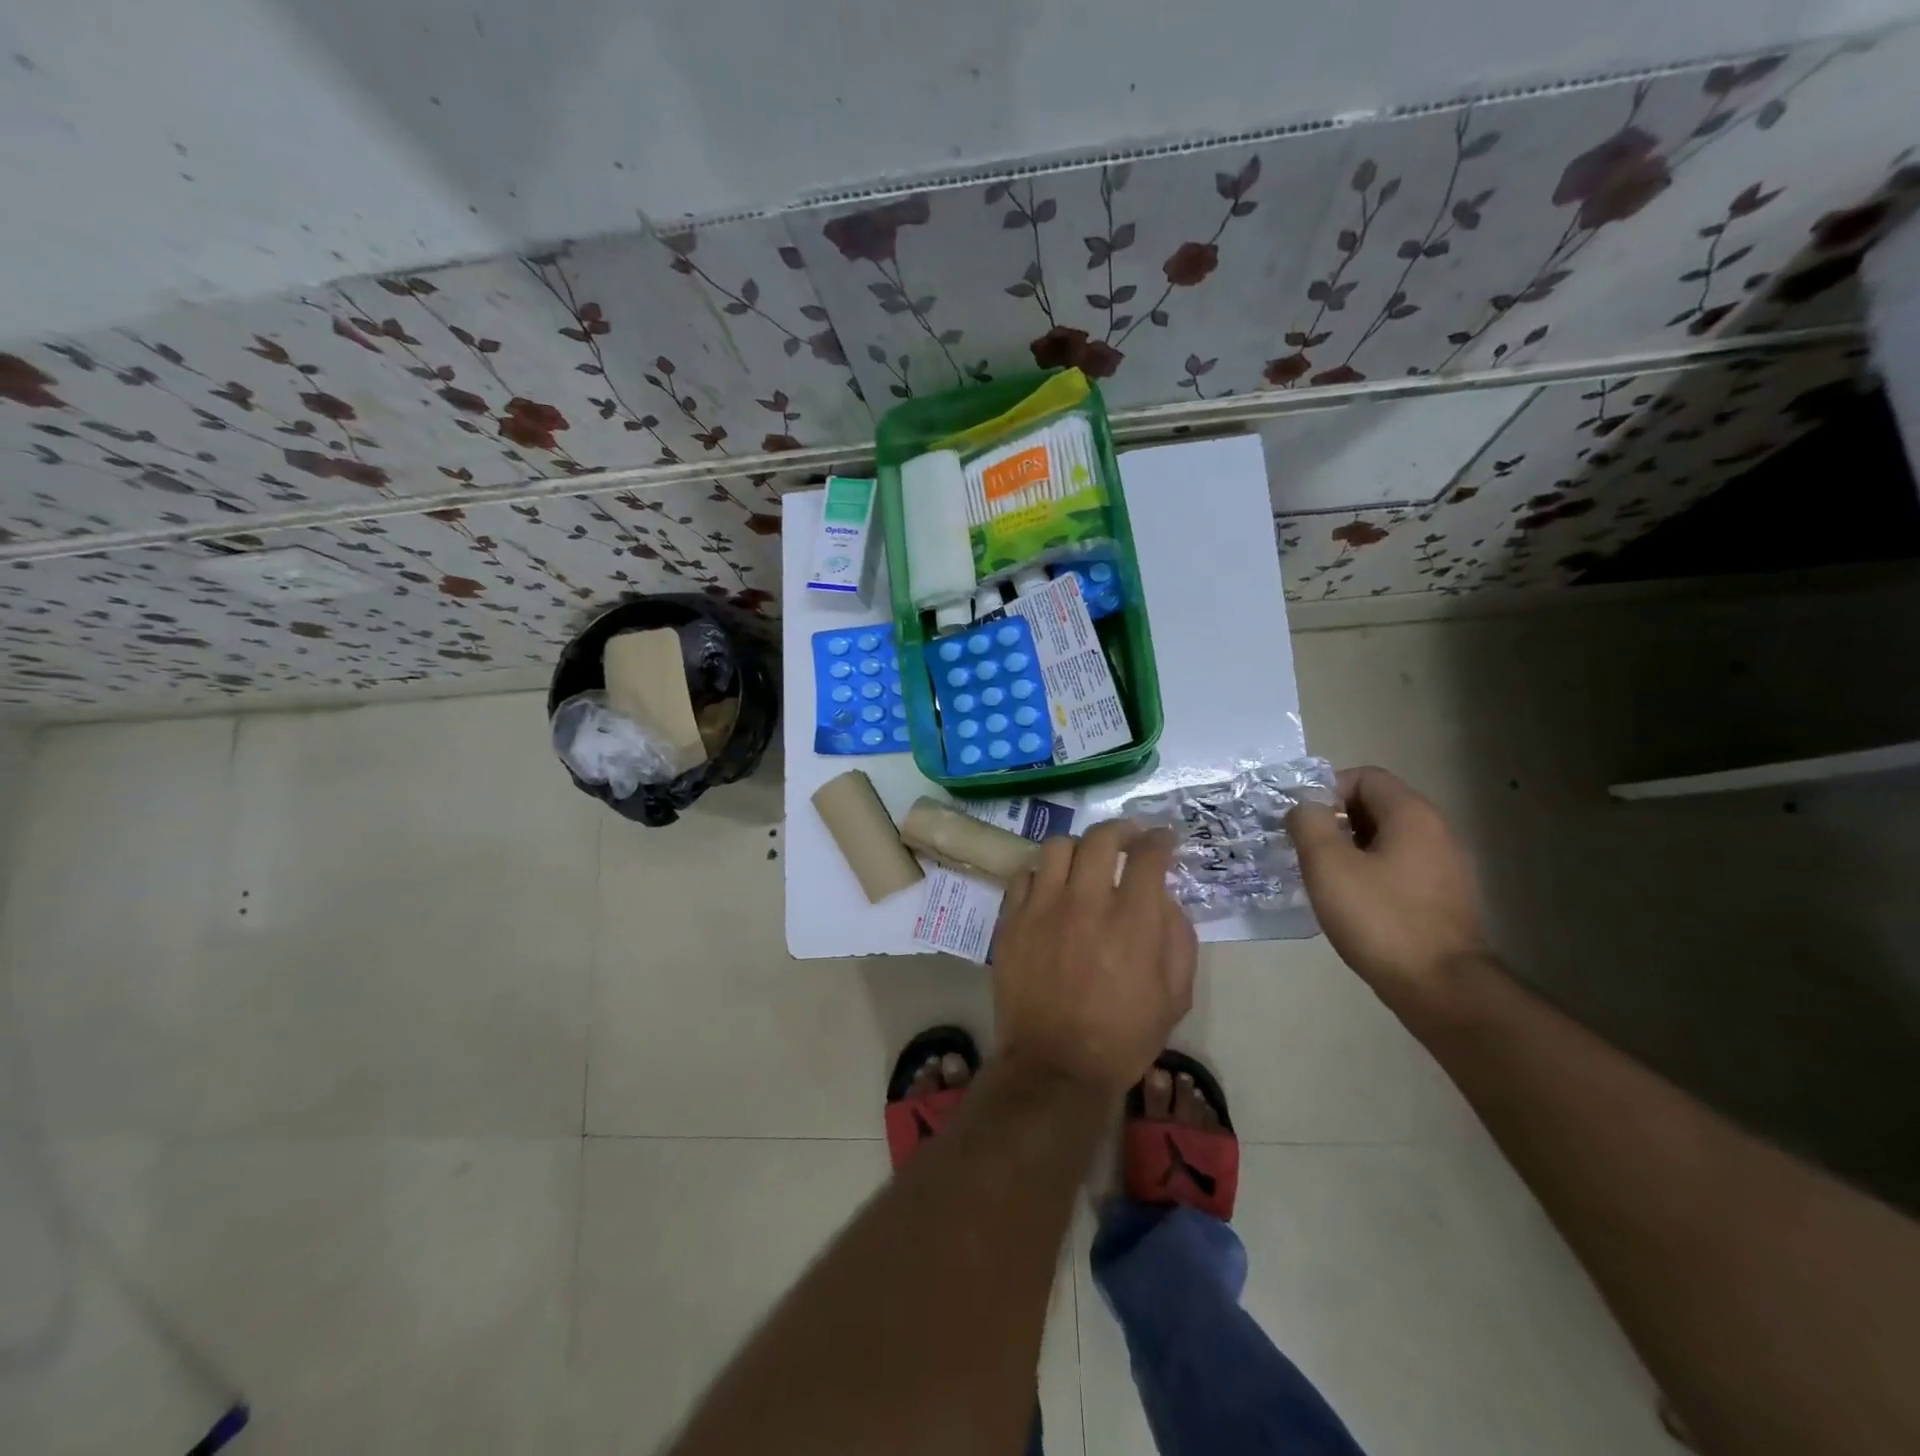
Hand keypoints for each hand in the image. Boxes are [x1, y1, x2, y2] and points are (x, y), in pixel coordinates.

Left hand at [992, 821, 1198, 1096]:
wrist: (1056, 1066)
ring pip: (1057, 847)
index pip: (1147, 856)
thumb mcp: (1175, 996)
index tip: (1163, 839)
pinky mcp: (1011, 921)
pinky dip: (1043, 874)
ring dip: (1079, 847)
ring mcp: (1042, 909)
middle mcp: (1085, 904)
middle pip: (1100, 838)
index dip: (1159, 839)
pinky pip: (1024, 875)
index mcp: (1131, 922)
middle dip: (1121, 829)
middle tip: (1128, 837)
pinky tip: (1051, 888)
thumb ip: (1178, 938)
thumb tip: (1164, 898)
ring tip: (1086, 860)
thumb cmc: (1123, 1037)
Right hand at [1287, 766, 1489, 1013]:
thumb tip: (1305, 807)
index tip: (1303, 822)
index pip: (1365, 777)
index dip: (1327, 790)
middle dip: (1336, 821)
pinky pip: (1400, 867)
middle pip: (1377, 806)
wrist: (1441, 988)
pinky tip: (1352, 902)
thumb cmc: (1380, 918)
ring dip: (1351, 849)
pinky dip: (1371, 872)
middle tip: (1306, 849)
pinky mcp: (1446, 898)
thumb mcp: (1328, 864)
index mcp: (1412, 815)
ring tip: (1323, 877)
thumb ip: (1309, 823)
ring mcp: (1447, 866)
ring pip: (1387, 839)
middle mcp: (1437, 831)